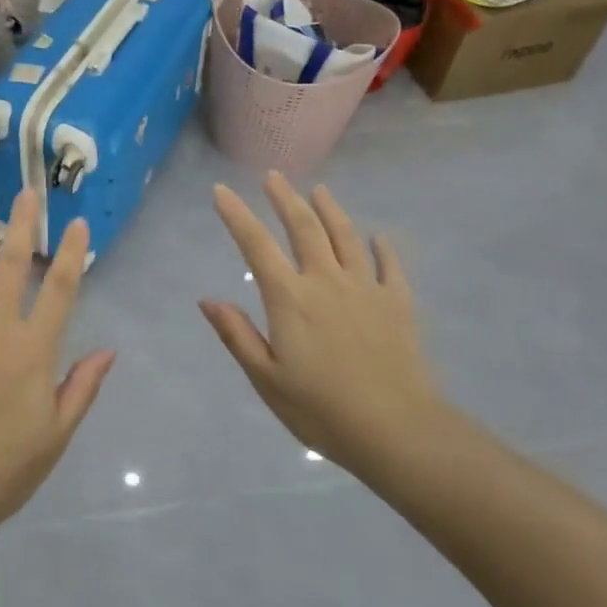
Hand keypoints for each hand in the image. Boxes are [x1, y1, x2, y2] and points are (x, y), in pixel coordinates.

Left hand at [0, 189, 114, 534]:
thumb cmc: (4, 470)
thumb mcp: (57, 435)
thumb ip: (82, 387)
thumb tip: (109, 349)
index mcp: (33, 350)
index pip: (59, 289)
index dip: (71, 253)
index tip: (77, 223)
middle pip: (12, 266)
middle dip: (24, 225)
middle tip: (29, 192)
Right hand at [200, 174, 450, 477]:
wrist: (397, 430)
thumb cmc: (322, 410)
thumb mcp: (266, 379)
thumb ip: (237, 335)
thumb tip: (207, 299)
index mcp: (290, 299)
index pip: (256, 245)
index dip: (236, 215)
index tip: (221, 191)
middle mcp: (327, 281)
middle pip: (304, 227)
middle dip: (285, 198)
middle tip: (274, 177)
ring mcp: (366, 289)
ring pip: (346, 236)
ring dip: (329, 209)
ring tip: (319, 190)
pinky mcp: (398, 303)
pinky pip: (389, 265)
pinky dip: (381, 247)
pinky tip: (378, 237)